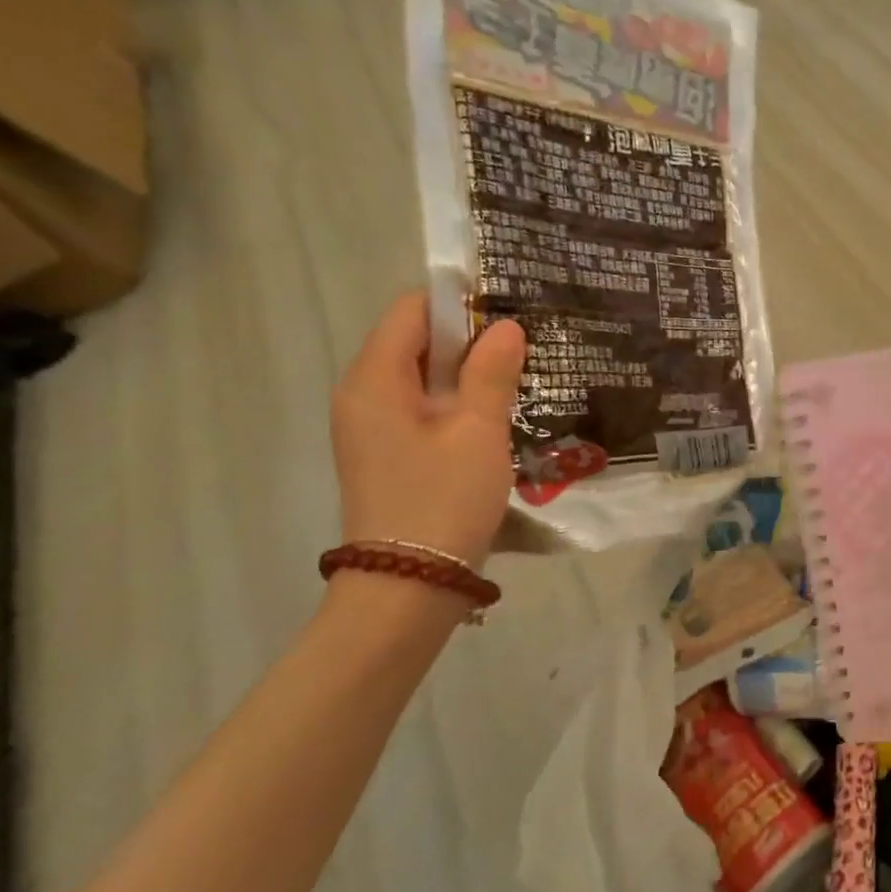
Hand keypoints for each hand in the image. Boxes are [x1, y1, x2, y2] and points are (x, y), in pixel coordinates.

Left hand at [331, 293, 525, 569]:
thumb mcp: (478, 431)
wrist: (409, 587)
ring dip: (469, 376)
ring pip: (424, 379)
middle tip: (527, 348)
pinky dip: (458, 405)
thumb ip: (492, 373)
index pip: (412, 310)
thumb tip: (506, 327)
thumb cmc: (443, 499)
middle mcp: (363, 395)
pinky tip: (497, 419)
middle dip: (471, 340)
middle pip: (417, 343)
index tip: (511, 314)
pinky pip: (423, 411)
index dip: (460, 304)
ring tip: (521, 380)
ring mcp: (373, 429)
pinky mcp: (389, 455)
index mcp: (374, 379)